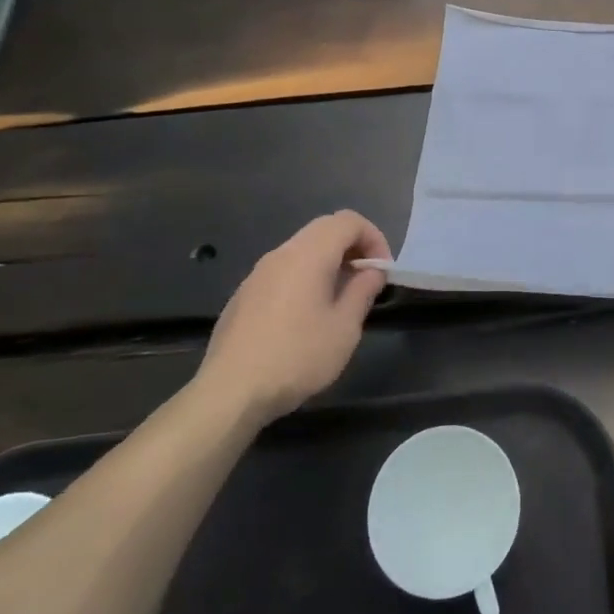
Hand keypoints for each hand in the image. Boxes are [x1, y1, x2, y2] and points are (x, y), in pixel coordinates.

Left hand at [197, 211, 391, 424]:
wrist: (230, 393)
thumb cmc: (297, 357)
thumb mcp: (344, 327)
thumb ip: (363, 290)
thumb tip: (372, 271)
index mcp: (308, 255)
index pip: (348, 221)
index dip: (373, 238)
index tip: (382, 270)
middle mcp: (280, 254)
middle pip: (324, 229)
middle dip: (353, 246)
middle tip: (367, 279)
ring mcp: (257, 274)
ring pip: (302, 249)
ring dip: (329, 262)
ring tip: (341, 298)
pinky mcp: (243, 295)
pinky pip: (283, 271)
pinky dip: (306, 277)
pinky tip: (307, 316)